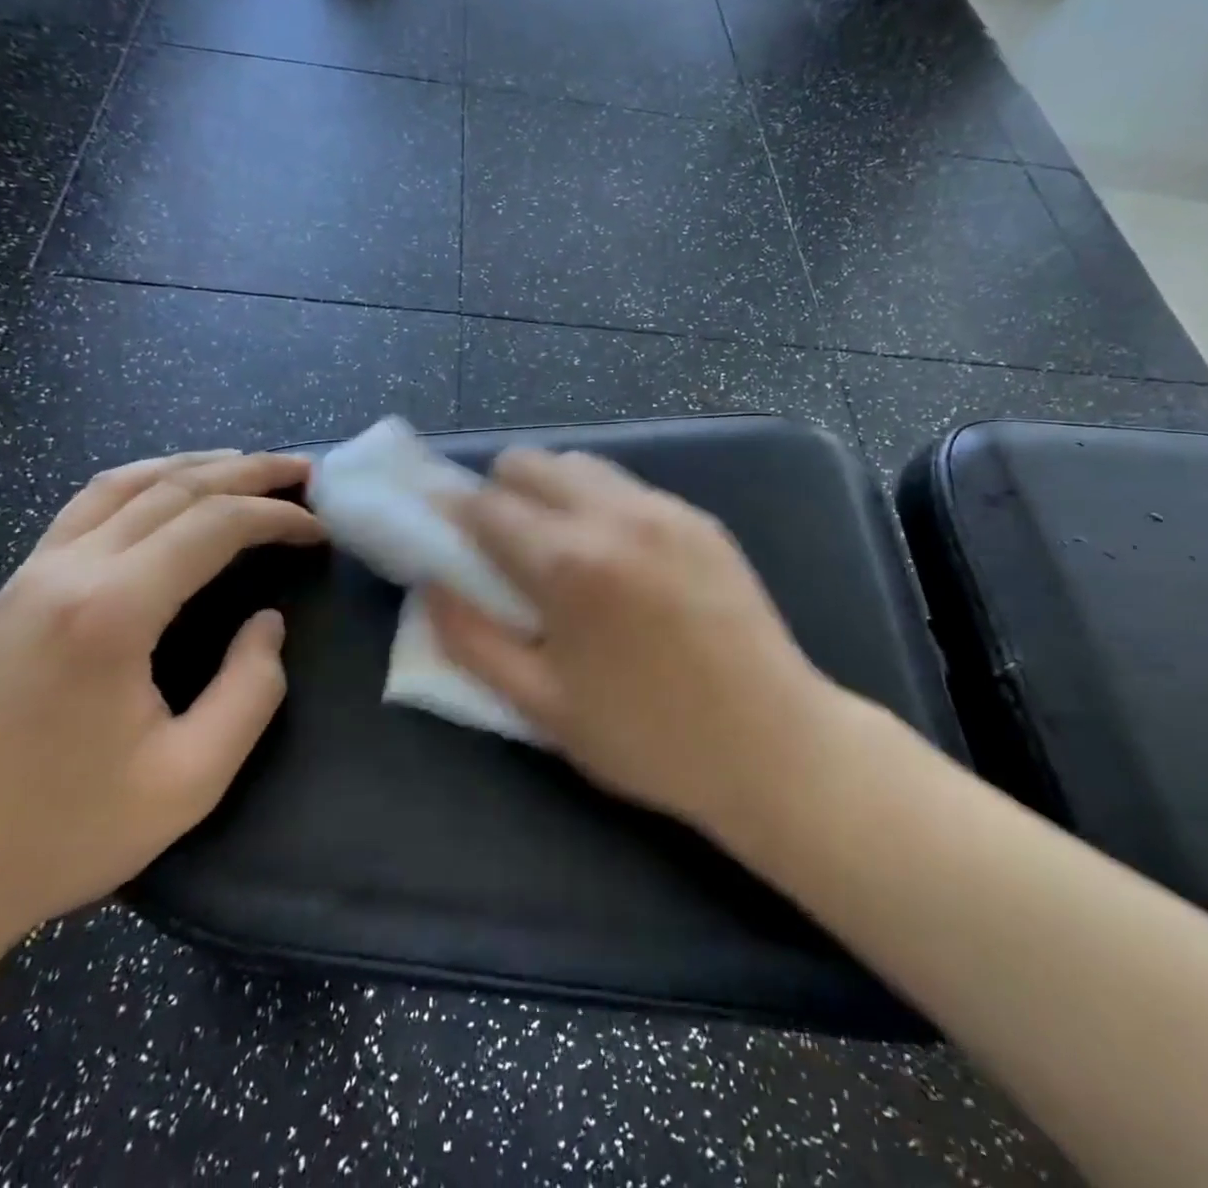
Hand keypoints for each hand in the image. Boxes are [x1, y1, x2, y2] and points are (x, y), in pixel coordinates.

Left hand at [0, 451, 325, 953]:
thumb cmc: (61, 833)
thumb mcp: (190, 779)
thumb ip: (250, 690)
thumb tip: (267, 623)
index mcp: (111, 612)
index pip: (213, 525)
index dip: (277, 516)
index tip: (321, 529)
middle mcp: (66, 572)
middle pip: (172, 488)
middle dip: (247, 471)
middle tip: (303, 471)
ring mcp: (27, 577)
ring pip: (121, 484)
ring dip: (193, 465)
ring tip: (245, 465)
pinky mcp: (7, 594)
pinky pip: (84, 509)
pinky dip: (142, 484)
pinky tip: (166, 496)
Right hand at [427, 449, 832, 828]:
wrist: (774, 745)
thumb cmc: (648, 739)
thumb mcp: (541, 706)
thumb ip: (471, 639)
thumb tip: (433, 587)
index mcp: (568, 562)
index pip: (484, 504)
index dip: (451, 515)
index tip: (442, 536)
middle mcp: (615, 515)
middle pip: (529, 462)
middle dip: (499, 495)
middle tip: (502, 550)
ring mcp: (665, 509)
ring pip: (580, 464)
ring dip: (551, 493)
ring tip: (561, 552)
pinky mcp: (700, 519)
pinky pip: (627, 487)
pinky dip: (598, 504)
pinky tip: (616, 561)